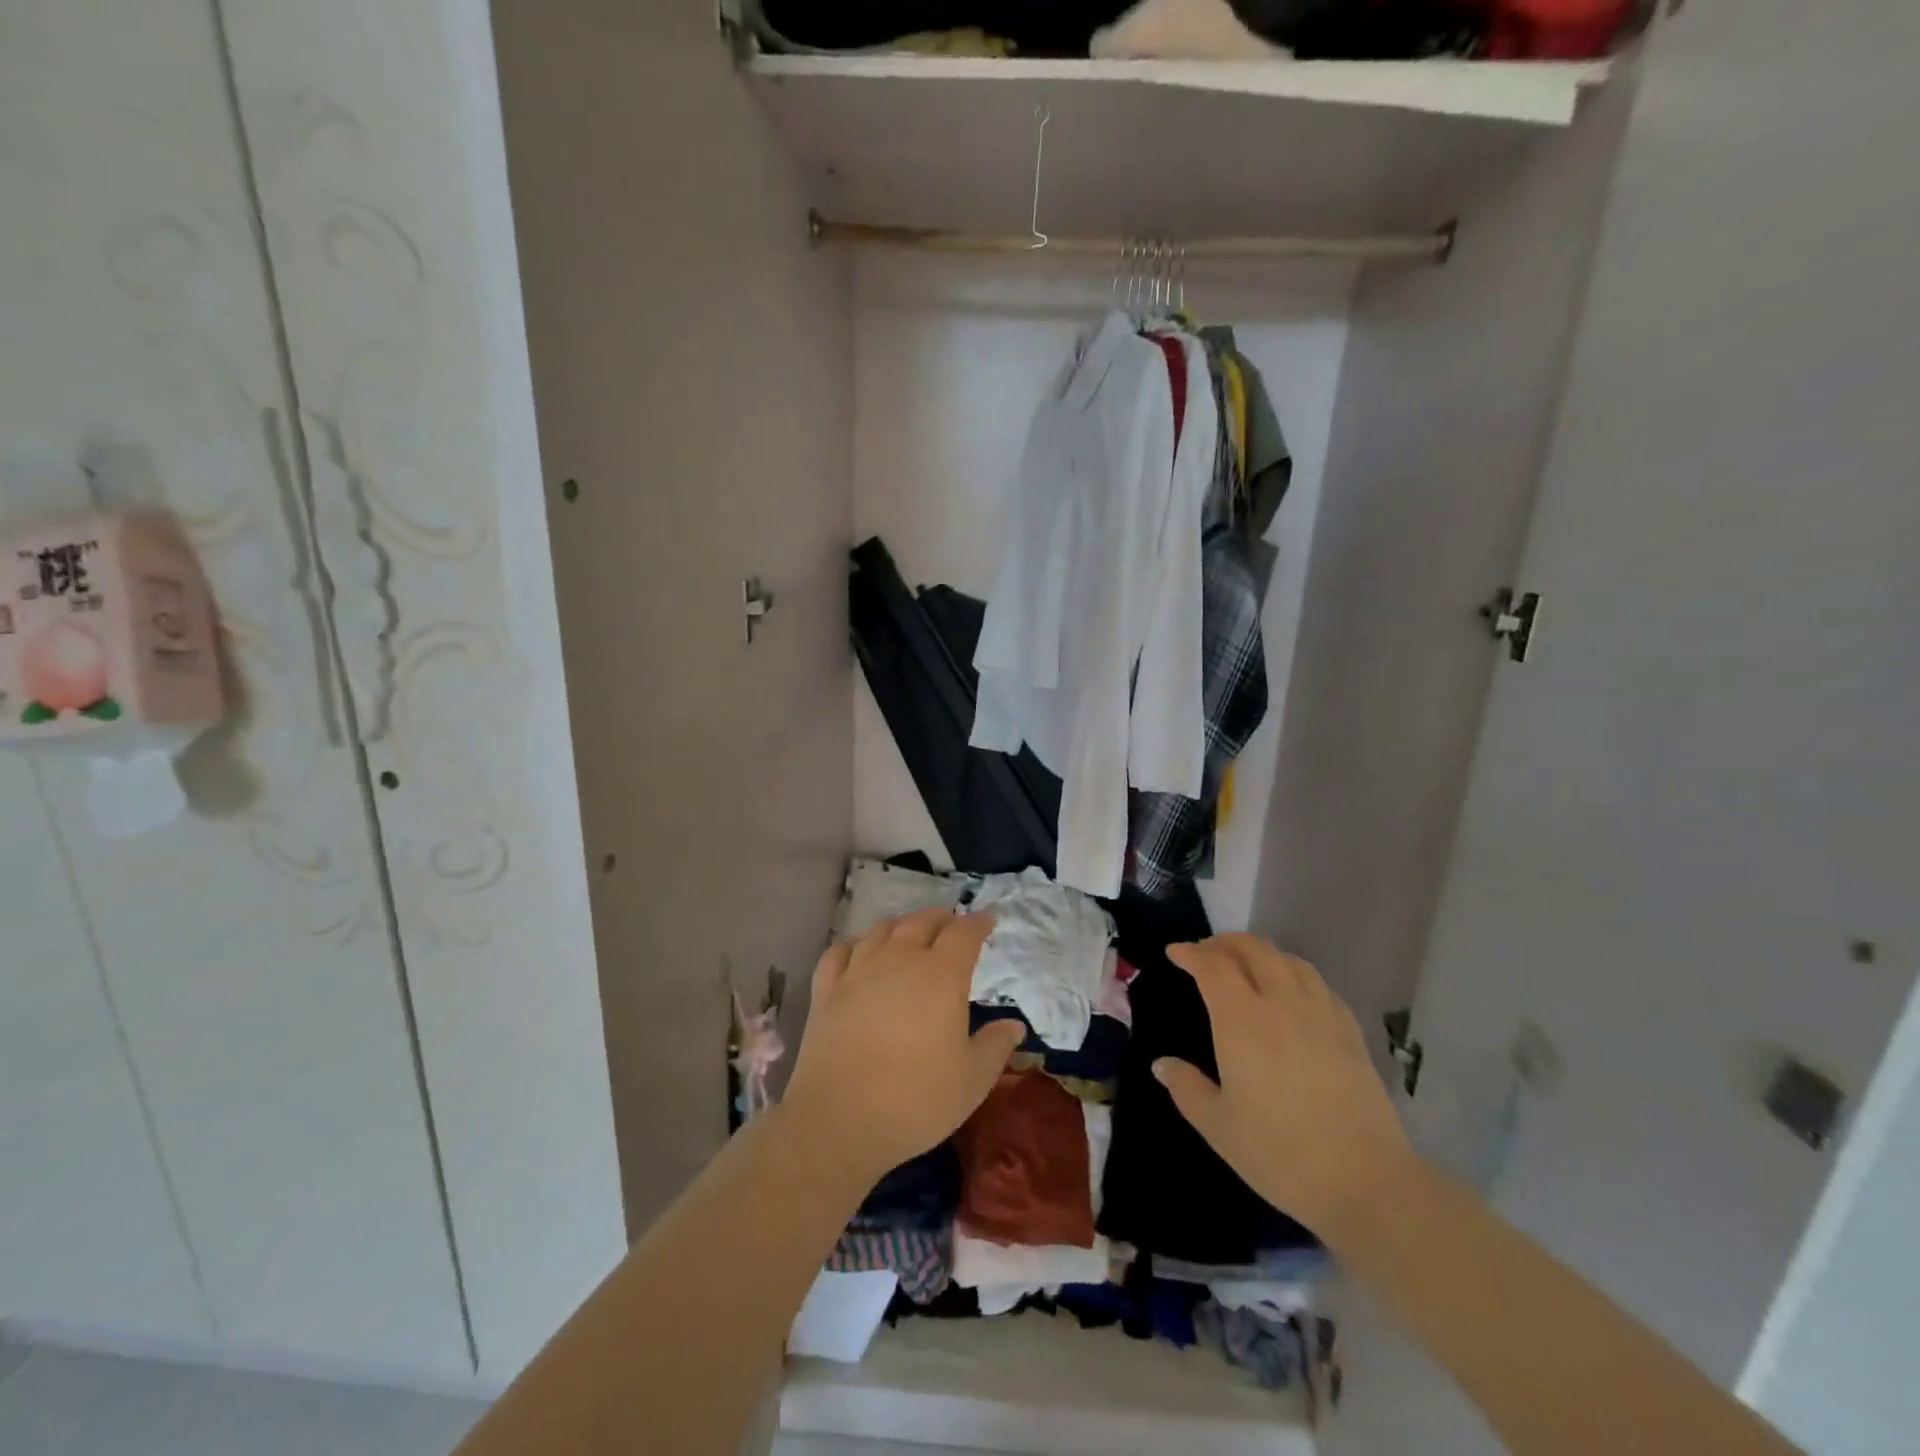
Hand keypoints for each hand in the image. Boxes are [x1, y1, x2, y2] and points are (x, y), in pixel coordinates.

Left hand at [783, 909, 1026, 1181]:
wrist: (840, 1118)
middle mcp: (900, 959)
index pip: (964, 933)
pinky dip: (855, 945)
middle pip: (922, 922)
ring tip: (909, 934)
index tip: (988, 921)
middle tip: (952, 926)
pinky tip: (858, 953)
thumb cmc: (917, 1099)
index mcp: (942, 974)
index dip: (978, 923)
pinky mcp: (826, 990)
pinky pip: (840, 952)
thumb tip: (1014, 1025)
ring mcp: (858, 971)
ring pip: (881, 930)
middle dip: (941, 919)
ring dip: (901, 925)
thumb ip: (996, 1046)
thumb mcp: (972, 1079)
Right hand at [1154, 935, 1412, 1237]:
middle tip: (1207, 953)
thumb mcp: (1218, 1126)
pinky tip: (1293, 993)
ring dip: (1261, 953)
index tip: (1175, 952)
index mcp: (1240, 1019)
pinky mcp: (1350, 1031)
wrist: (1365, 1180)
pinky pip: (1318, 984)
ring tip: (1248, 965)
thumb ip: (1186, 1088)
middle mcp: (1280, 1002)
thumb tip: (1162, 1064)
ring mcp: (1320, 1013)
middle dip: (1225, 943)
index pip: (1212, 965)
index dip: (1191, 953)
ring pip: (1289, 960)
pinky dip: (1295, 974)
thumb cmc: (1279, 1152)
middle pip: (1253, 949)